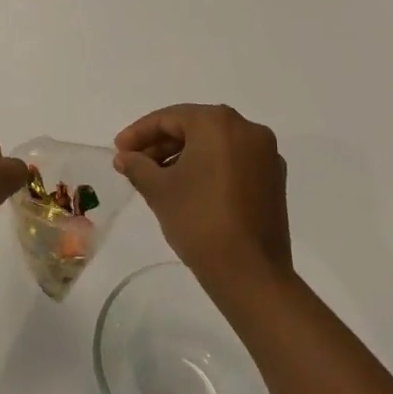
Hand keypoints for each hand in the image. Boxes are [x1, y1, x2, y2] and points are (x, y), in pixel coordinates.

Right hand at [114, 105, 291, 296]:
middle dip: (161, 144)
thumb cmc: (199, 221)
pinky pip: (233, 161)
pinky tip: (188, 189)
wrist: (250, 275)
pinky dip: (208, 168)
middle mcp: (247, 129)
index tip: (118, 151)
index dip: (139, 133)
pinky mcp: (274, 180)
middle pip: (194, 128)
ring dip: (183, 156)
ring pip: (214, 145)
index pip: (169, 118)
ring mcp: (266, 155)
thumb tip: (125, 157)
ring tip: (156, 179)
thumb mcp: (158, 190)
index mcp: (219, 122)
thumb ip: (137, 166)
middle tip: (134, 164)